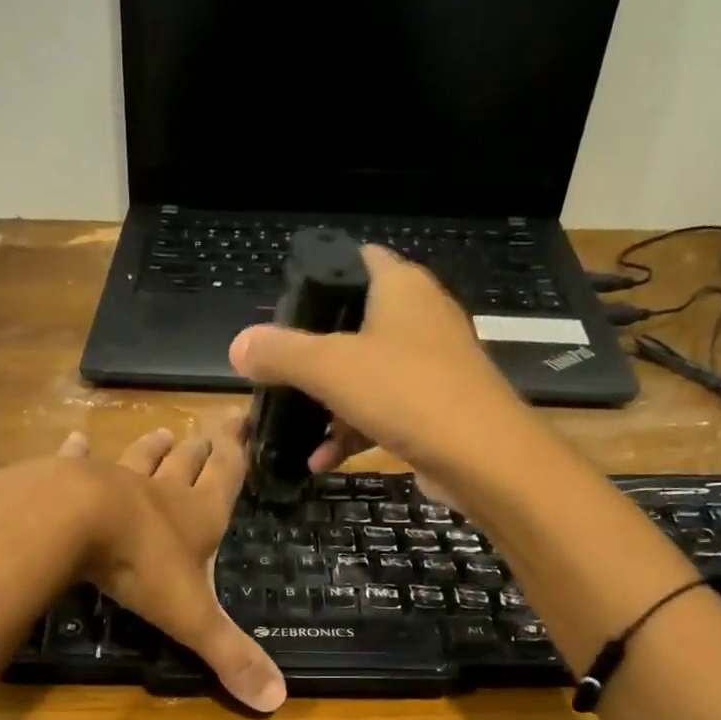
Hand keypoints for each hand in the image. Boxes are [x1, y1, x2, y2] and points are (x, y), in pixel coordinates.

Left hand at [0, 422, 286, 713]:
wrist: (70, 524)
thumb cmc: (141, 566)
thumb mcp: (192, 616)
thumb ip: (230, 655)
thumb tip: (278, 701)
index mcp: (197, 515)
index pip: (226, 476)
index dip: (237, 452)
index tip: (243, 422)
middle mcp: (161, 490)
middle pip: (186, 462)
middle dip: (199, 449)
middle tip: (206, 434)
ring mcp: (113, 479)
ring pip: (140, 458)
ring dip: (153, 448)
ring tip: (163, 434)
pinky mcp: (67, 479)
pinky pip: (76, 461)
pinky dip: (78, 452)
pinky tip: (77, 440)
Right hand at [228, 246, 531, 480]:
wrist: (481, 456)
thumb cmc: (406, 393)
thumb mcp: (330, 368)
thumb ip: (281, 353)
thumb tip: (239, 345)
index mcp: (401, 287)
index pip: (357, 260)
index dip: (320, 276)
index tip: (283, 307)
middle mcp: (420, 317)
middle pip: (355, 323)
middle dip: (315, 352)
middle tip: (278, 372)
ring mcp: (430, 365)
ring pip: (366, 374)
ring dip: (328, 403)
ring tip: (292, 426)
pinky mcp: (434, 408)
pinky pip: (382, 411)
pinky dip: (352, 431)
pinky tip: (322, 460)